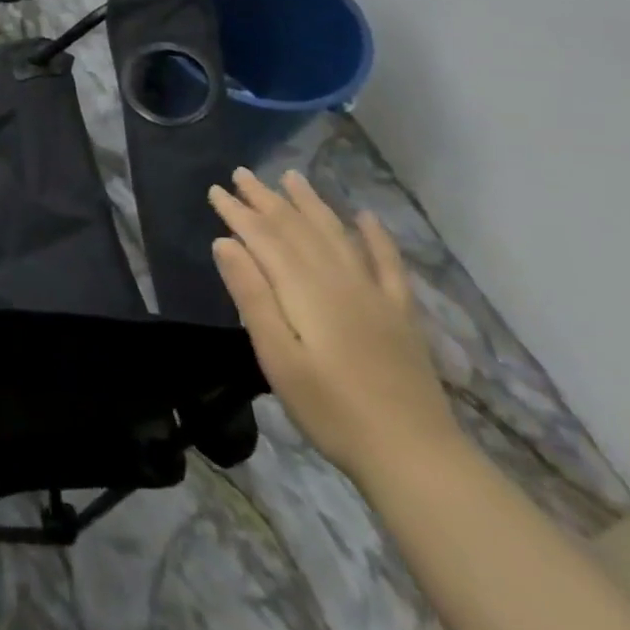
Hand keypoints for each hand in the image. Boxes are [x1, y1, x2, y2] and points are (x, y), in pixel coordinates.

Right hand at [210, 168, 460, 485]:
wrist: (414, 457)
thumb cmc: (331, 410)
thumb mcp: (277, 357)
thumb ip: (252, 296)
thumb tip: (225, 242)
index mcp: (304, 289)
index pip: (263, 237)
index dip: (237, 212)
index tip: (215, 190)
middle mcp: (338, 279)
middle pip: (297, 228)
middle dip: (266, 198)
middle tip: (242, 173)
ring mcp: (374, 294)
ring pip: (336, 235)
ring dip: (311, 204)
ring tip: (291, 177)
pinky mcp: (400, 314)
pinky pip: (388, 264)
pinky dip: (376, 237)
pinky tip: (366, 217)